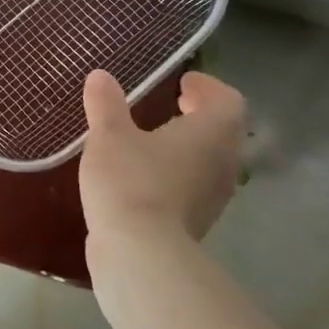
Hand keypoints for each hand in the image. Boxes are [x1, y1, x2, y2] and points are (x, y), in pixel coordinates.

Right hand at [79, 69, 246, 242]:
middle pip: (223, 131)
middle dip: (199, 116)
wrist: (139, 251)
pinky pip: (194, 187)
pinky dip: (177, 174)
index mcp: (212, 132)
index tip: (182, 83)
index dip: (207, 87)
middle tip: (172, 106)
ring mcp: (214, 197)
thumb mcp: (109, 135)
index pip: (227, 100)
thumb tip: (101, 76)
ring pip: (210, 161)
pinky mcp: (197, 222)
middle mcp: (223, 162)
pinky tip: (145, 176)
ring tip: (153, 140)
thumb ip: (106, 104)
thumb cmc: (130, 180)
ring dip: (189, 147)